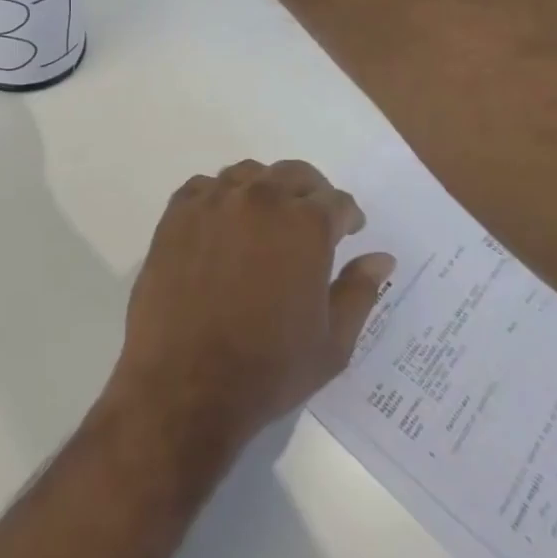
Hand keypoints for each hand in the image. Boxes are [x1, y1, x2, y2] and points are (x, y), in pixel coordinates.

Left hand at [105, 160, 396, 456]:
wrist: (186, 383)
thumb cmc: (268, 368)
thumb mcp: (332, 342)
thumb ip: (359, 292)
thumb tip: (380, 258)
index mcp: (305, 226)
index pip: (337, 201)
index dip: (348, 216)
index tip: (348, 231)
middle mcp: (260, 200)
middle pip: (294, 175)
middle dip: (311, 193)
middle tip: (312, 220)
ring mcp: (213, 202)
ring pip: (248, 174)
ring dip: (265, 189)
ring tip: (266, 219)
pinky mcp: (176, 214)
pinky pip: (204, 186)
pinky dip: (220, 196)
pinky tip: (223, 223)